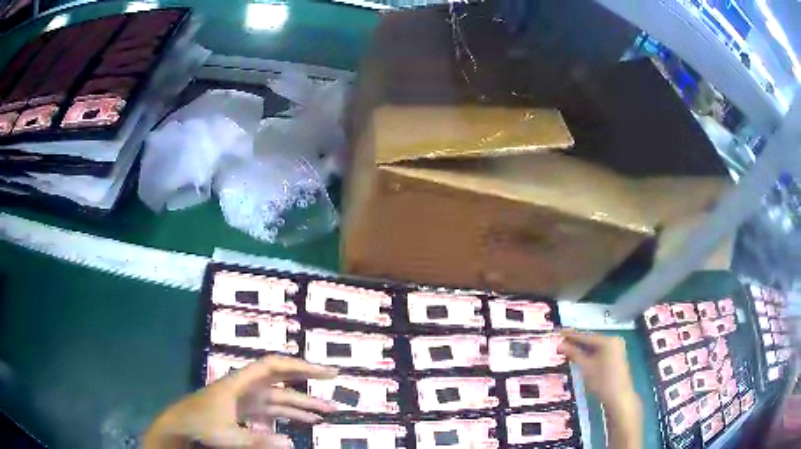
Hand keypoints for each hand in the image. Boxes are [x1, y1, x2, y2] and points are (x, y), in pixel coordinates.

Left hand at [143, 356, 337, 447]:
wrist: (178, 427)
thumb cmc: (199, 425)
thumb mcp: (227, 436)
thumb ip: (258, 440)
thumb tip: (292, 444)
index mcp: (239, 383)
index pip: (273, 366)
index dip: (300, 366)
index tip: (325, 372)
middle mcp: (246, 387)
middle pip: (281, 380)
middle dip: (307, 381)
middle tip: (334, 383)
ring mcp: (245, 400)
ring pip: (279, 398)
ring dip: (302, 403)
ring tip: (327, 411)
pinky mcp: (245, 412)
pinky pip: (272, 411)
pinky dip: (289, 416)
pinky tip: (303, 423)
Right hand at [558, 329, 641, 448]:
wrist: (618, 397)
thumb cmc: (602, 381)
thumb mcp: (586, 367)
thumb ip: (574, 354)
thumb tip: (560, 345)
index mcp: (608, 340)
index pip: (586, 336)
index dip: (571, 335)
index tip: (558, 332)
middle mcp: (614, 340)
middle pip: (591, 340)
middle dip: (576, 342)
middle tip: (561, 342)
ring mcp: (617, 348)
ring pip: (596, 346)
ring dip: (582, 348)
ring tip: (567, 349)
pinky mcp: (617, 356)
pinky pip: (600, 351)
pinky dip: (590, 353)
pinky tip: (580, 356)